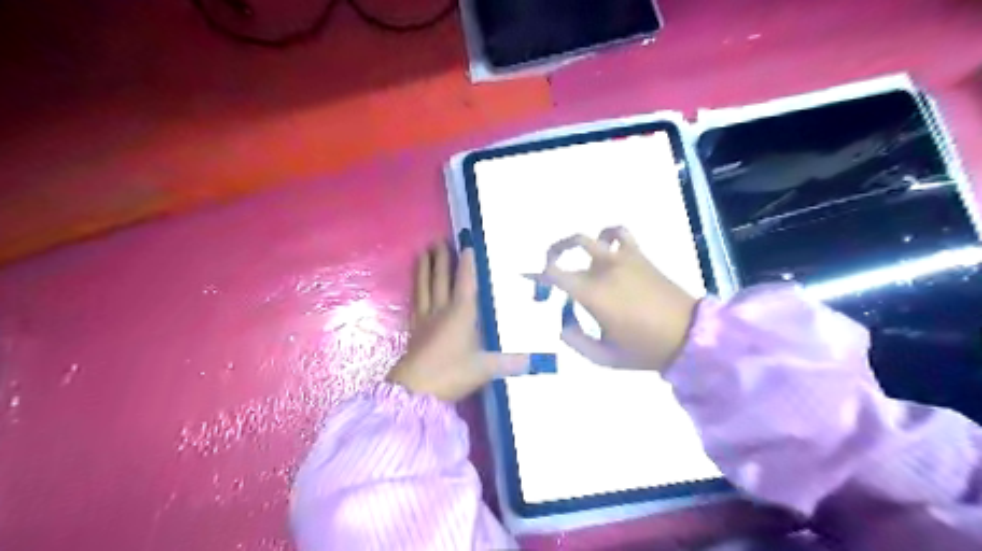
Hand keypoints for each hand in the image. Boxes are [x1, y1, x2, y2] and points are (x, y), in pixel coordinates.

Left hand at [388, 241, 534, 400]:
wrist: (415, 389)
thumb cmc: (452, 373)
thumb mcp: (485, 368)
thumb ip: (510, 362)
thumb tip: (535, 361)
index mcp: (462, 313)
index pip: (465, 282)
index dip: (467, 263)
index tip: (467, 245)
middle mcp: (442, 310)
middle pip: (441, 280)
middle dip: (441, 260)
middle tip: (439, 241)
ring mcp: (425, 319)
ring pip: (425, 287)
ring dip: (424, 269)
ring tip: (422, 253)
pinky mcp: (414, 330)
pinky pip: (415, 303)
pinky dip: (416, 290)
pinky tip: (415, 287)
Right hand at [537, 226, 698, 372]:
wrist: (689, 336)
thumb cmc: (644, 350)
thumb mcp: (604, 357)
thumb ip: (576, 341)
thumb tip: (563, 324)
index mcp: (593, 294)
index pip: (554, 274)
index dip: (538, 276)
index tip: (533, 284)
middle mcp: (604, 270)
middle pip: (566, 251)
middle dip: (550, 261)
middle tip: (546, 274)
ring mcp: (622, 259)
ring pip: (589, 237)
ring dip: (572, 244)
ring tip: (568, 255)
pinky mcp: (639, 256)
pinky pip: (619, 233)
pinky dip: (607, 233)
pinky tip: (603, 244)